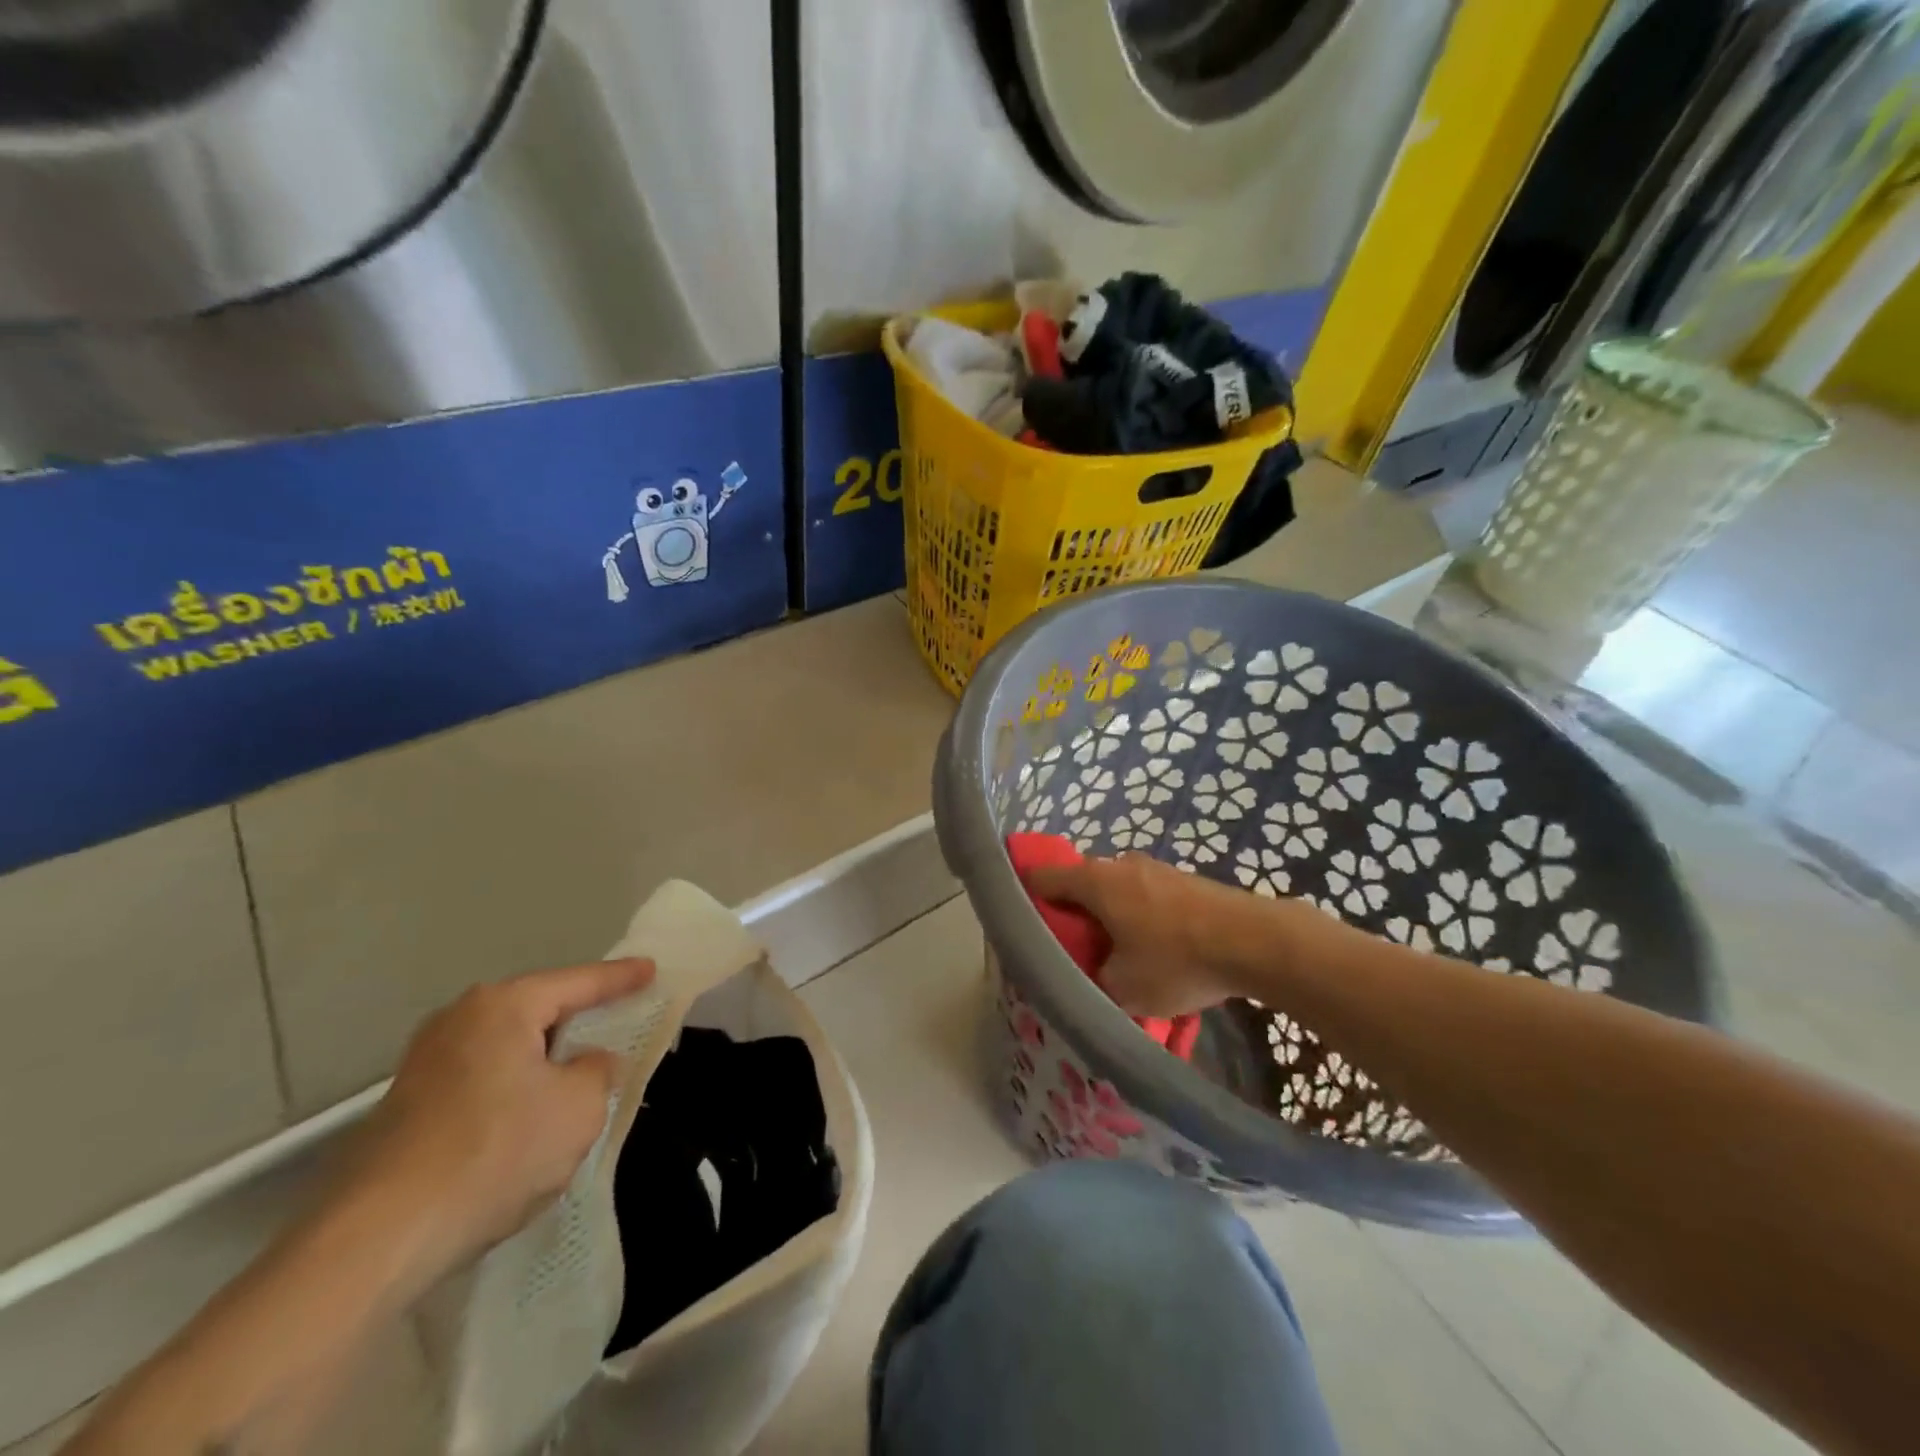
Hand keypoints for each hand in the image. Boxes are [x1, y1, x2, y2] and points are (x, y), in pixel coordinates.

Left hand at [347, 958, 654, 1285]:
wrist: (375, 1240)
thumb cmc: (494, 1153)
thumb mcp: (578, 1109)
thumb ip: (598, 1071)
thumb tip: (590, 1062)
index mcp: (503, 1006)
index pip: (578, 982)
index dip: (621, 977)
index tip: (651, 969)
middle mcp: (458, 1020)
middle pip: (537, 1010)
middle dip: (577, 1019)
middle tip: (616, 1022)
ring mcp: (424, 1064)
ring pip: (507, 1048)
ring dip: (543, 1061)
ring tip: (576, 1076)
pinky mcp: (405, 1108)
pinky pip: (481, 1079)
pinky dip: (513, 1088)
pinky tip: (527, 1120)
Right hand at [1023, 855, 1289, 1017]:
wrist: (1254, 941)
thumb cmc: (1177, 960)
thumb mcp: (1123, 988)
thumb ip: (1093, 978)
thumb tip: (1093, 971)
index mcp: (1095, 882)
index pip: (1042, 877)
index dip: (1028, 898)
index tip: (1025, 926)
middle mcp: (1120, 864)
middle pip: (1081, 885)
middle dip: (1074, 915)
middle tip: (1077, 951)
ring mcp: (1155, 868)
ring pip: (1116, 891)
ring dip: (1111, 917)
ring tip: (1120, 955)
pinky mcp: (1184, 879)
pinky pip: (1145, 896)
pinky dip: (1140, 917)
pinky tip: (1157, 949)